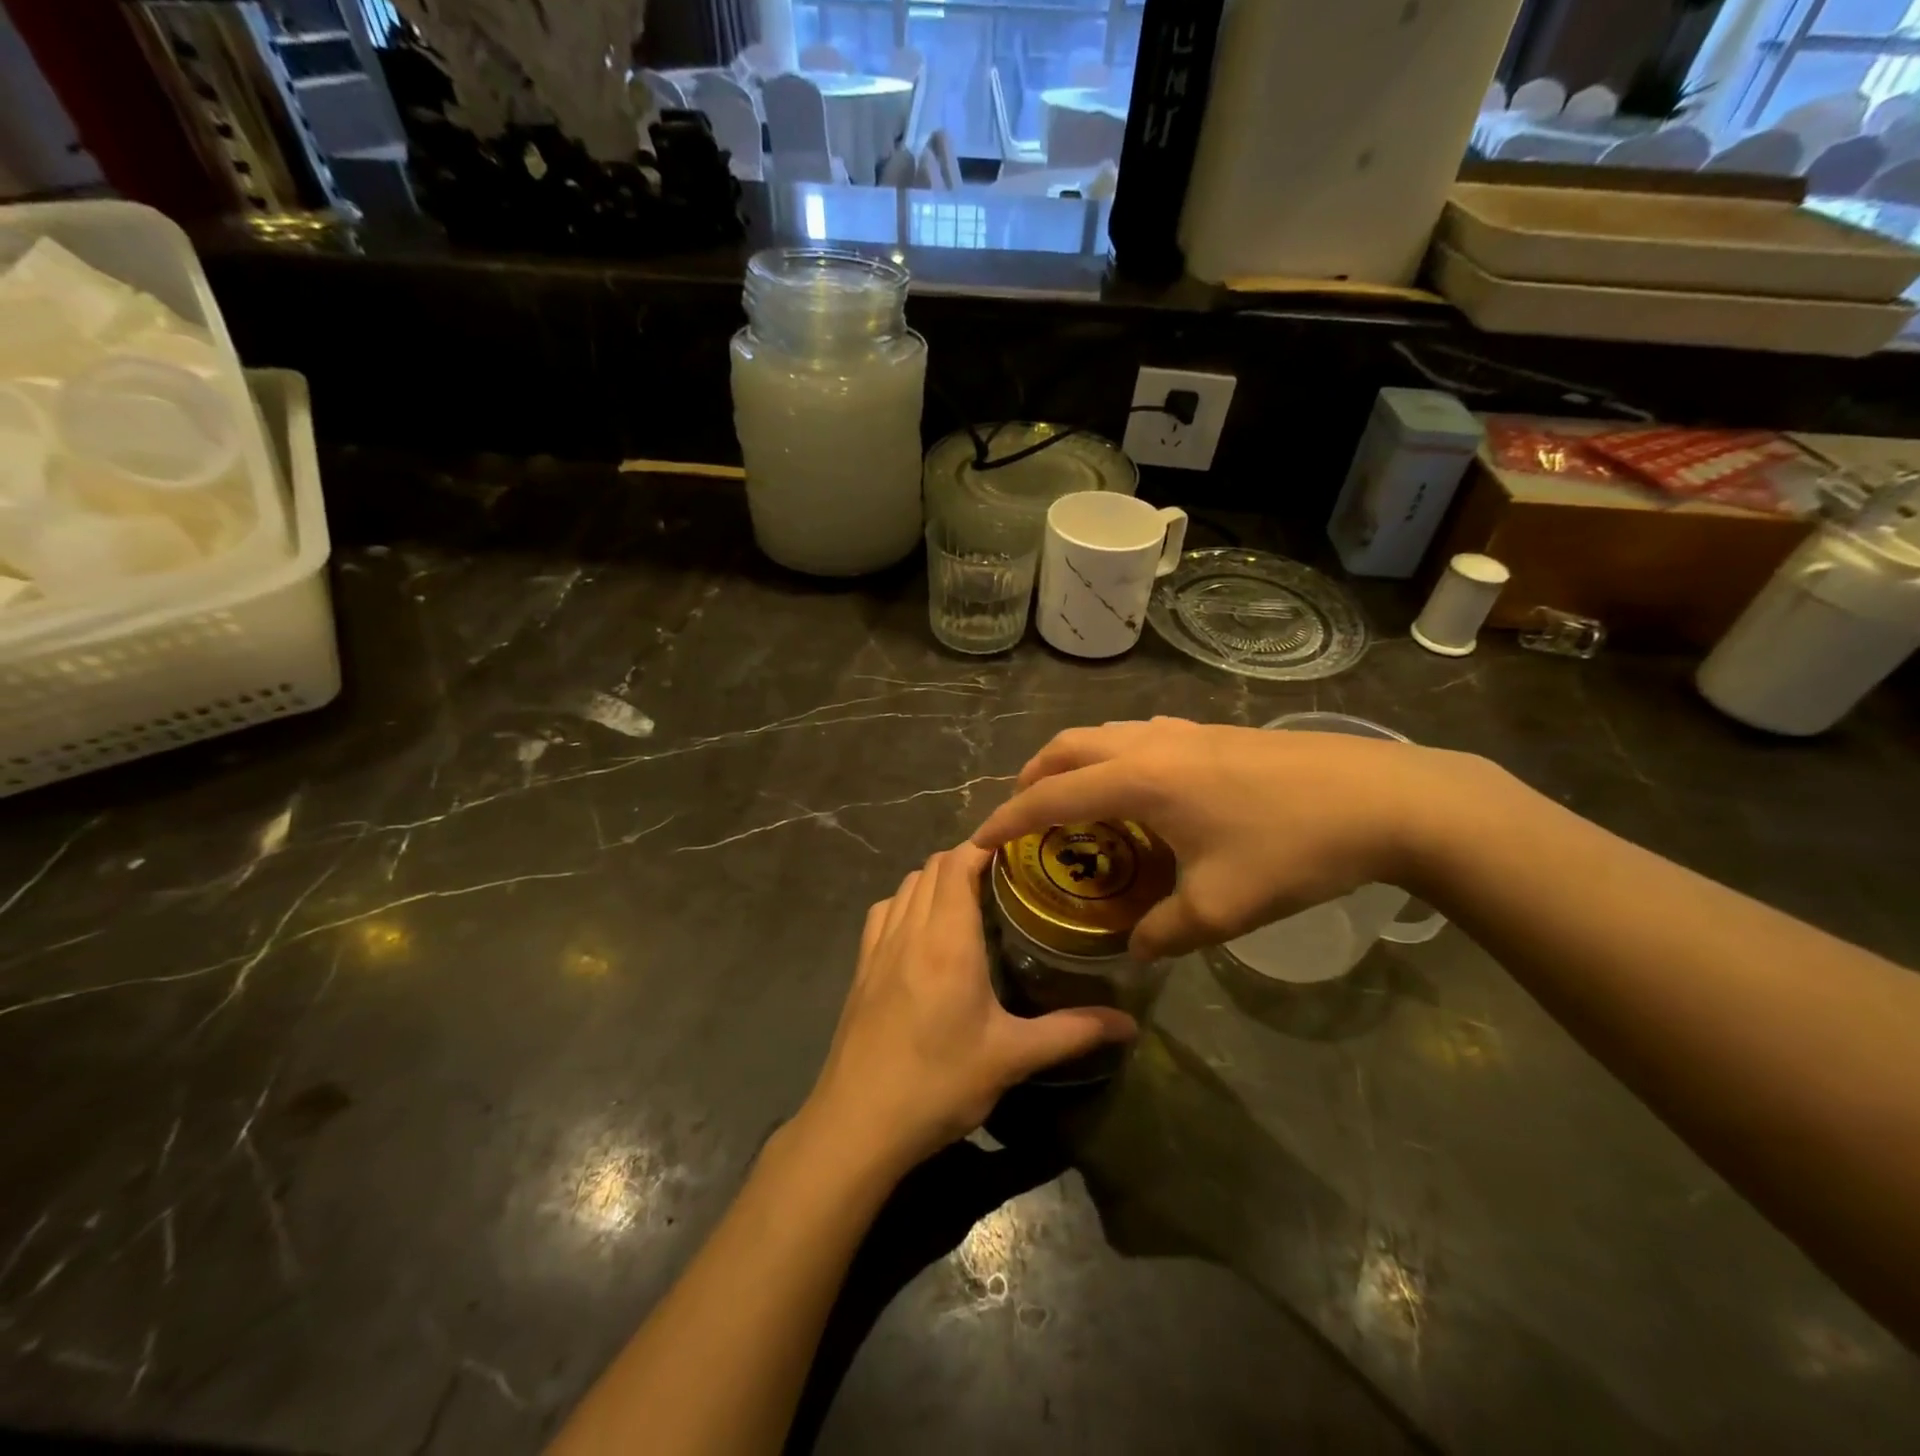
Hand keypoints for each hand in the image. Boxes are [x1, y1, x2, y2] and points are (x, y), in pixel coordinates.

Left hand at [806, 845, 1136, 1175]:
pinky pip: (884, 912)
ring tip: (971, 898)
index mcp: (947, 939)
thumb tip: (1129, 1024)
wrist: (857, 1124)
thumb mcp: (1011, 1057)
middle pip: (933, 866)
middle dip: (967, 858)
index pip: (959, 862)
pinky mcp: (861, 968)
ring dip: (936, 879)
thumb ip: (1071, 1032)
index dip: (986, 843)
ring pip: (906, 885)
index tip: (1020, 846)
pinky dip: (907, 902)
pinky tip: (924, 932)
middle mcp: (909, 930)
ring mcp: (878, 947)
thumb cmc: (938, 1084)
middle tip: (1007, 877)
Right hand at [971, 717, 1474, 959]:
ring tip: (1074, 804)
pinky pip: (1138, 736)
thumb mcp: (1222, 908)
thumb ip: (1164, 933)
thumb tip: (1136, 949)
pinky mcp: (1212, 731)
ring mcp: (1183, 730)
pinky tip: (1139, 792)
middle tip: (1022, 818)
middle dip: (1032, 779)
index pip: (1050, 795)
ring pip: (1103, 734)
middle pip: (1067, 747)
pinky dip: (1112, 758)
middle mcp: (1150, 744)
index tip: (977, 841)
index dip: (1007, 819)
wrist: (1385, 798)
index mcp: (1140, 779)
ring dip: (1073, 763)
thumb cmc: (1294, 849)